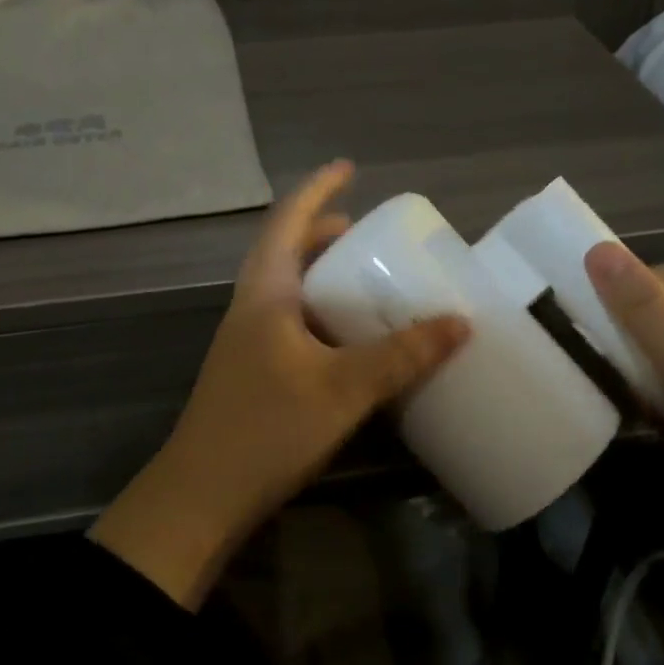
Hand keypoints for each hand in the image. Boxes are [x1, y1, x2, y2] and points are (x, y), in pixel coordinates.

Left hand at [93, 162, 469, 607]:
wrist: (202, 496)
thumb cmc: (267, 428)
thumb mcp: (343, 388)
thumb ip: (401, 356)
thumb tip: (460, 323)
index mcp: (265, 294)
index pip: (288, 221)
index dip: (318, 189)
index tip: (349, 168)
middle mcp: (251, 309)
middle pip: (285, 253)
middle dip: (323, 233)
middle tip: (365, 231)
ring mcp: (247, 343)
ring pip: (287, 291)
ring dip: (321, 276)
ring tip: (364, 281)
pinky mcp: (252, 373)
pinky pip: (291, 325)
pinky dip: (321, 316)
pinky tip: (347, 342)